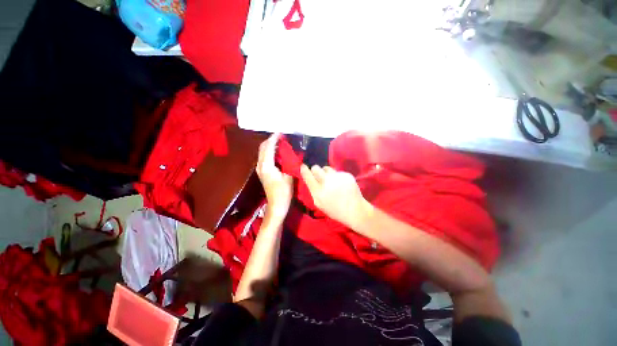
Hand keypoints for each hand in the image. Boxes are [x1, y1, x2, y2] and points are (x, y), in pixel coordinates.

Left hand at [257, 133, 293, 220]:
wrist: (276, 205)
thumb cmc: (284, 192)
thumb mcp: (289, 176)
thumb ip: (288, 162)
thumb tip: (289, 152)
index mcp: (267, 166)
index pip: (269, 147)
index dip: (274, 138)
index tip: (281, 132)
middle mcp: (260, 165)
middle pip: (262, 148)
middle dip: (270, 140)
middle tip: (281, 136)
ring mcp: (259, 169)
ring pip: (262, 152)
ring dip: (269, 145)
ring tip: (279, 142)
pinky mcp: (262, 172)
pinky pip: (263, 157)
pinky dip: (269, 151)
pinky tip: (276, 152)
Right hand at [300, 164, 371, 229]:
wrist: (354, 210)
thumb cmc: (335, 210)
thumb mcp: (319, 204)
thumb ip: (314, 191)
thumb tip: (311, 179)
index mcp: (318, 192)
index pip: (308, 176)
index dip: (304, 170)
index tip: (303, 166)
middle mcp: (327, 182)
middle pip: (316, 168)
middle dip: (315, 170)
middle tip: (319, 175)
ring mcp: (337, 177)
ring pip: (327, 168)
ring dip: (326, 172)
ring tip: (331, 180)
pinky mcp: (346, 174)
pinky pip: (337, 171)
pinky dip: (337, 176)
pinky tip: (342, 184)